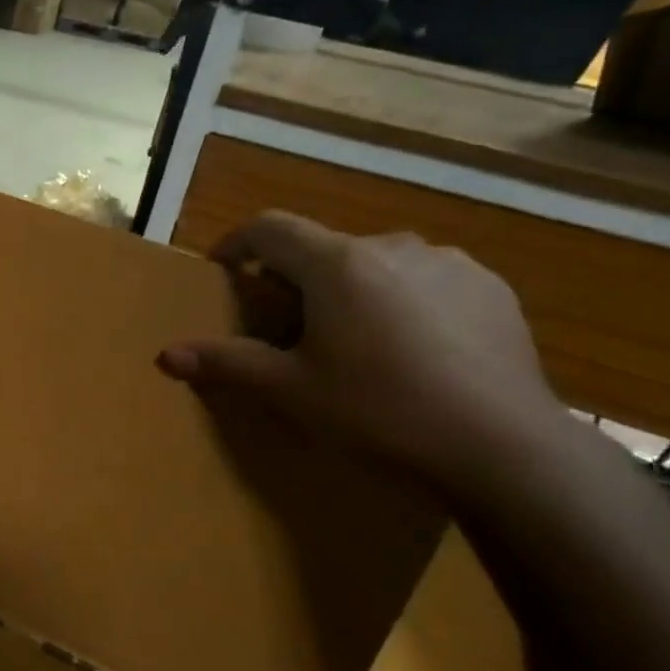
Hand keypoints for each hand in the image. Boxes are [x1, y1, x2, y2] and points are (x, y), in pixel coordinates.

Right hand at [158, 212, 562, 491]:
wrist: (502, 443)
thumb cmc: (379, 409)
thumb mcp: (291, 390)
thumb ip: (227, 363)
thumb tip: (167, 355)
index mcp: (336, 264)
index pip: (270, 227)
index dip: (237, 243)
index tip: (224, 270)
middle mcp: (391, 246)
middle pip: (324, 248)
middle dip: (297, 279)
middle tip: (291, 328)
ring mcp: (448, 262)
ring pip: (376, 263)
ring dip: (352, 289)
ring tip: (356, 342)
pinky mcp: (490, 287)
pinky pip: (426, 280)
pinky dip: (402, 301)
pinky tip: (413, 350)